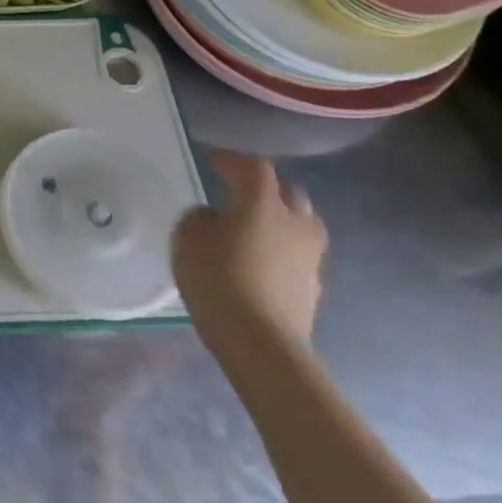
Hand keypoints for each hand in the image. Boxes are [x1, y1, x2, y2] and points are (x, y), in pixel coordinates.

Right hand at [173, 152, 327, 354]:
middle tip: (238, 193)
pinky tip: (262, 261)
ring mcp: (310, 255)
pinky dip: (283, 248)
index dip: (232, 160)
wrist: (261, 342)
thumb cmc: (218, 280)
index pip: (253, 167)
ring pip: (301, 223)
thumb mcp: (187, 239)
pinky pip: (299, 253)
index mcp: (262, 202)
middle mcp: (294, 221)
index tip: (212, 161)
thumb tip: (213, 217)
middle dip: (265, 188)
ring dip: (281, 218)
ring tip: (256, 227)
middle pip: (287, 192)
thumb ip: (199, 218)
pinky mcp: (314, 284)